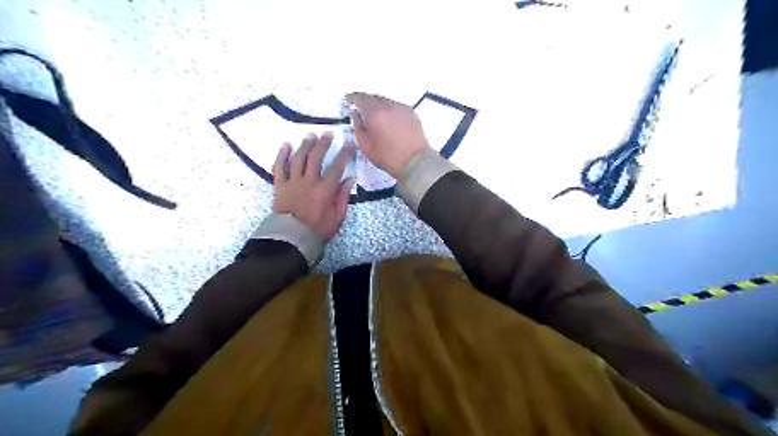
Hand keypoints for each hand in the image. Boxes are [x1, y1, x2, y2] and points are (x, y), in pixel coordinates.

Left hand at [272, 134, 354, 241]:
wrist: (292, 239)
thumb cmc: (318, 230)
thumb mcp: (338, 218)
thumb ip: (343, 197)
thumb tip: (349, 179)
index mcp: (325, 191)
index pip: (337, 167)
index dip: (344, 154)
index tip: (348, 144)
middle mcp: (309, 182)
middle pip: (316, 158)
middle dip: (323, 144)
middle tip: (328, 134)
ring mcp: (292, 182)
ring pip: (299, 158)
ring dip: (305, 145)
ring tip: (311, 135)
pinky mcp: (279, 185)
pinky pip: (279, 167)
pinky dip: (282, 155)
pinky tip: (286, 145)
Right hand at [346, 92, 431, 178]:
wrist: (415, 162)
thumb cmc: (388, 157)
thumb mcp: (366, 146)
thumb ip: (358, 127)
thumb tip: (355, 115)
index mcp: (375, 113)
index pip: (361, 98)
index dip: (352, 97)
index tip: (348, 99)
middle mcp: (389, 106)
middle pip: (375, 97)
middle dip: (366, 101)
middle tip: (362, 109)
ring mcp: (402, 108)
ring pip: (387, 101)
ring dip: (379, 105)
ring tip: (376, 116)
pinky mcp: (412, 114)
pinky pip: (397, 107)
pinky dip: (390, 110)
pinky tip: (390, 121)